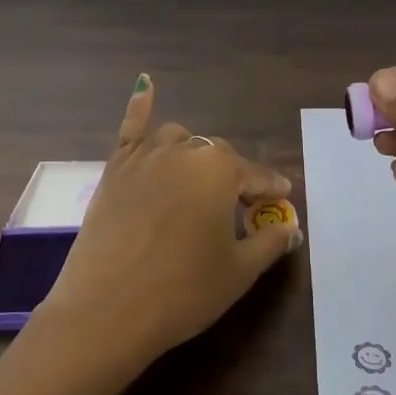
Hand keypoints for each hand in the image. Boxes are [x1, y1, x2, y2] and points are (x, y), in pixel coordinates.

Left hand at [37, 74, 302, 379]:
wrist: (106, 311)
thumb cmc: (182, 292)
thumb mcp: (239, 271)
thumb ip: (269, 242)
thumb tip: (289, 228)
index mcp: (220, 170)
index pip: (257, 176)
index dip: (272, 193)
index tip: (282, 203)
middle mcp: (183, 151)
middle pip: (217, 158)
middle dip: (233, 180)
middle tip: (239, 212)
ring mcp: (143, 156)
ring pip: (180, 142)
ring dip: (194, 159)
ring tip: (198, 187)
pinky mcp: (113, 169)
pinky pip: (130, 129)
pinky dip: (141, 106)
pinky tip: (146, 84)